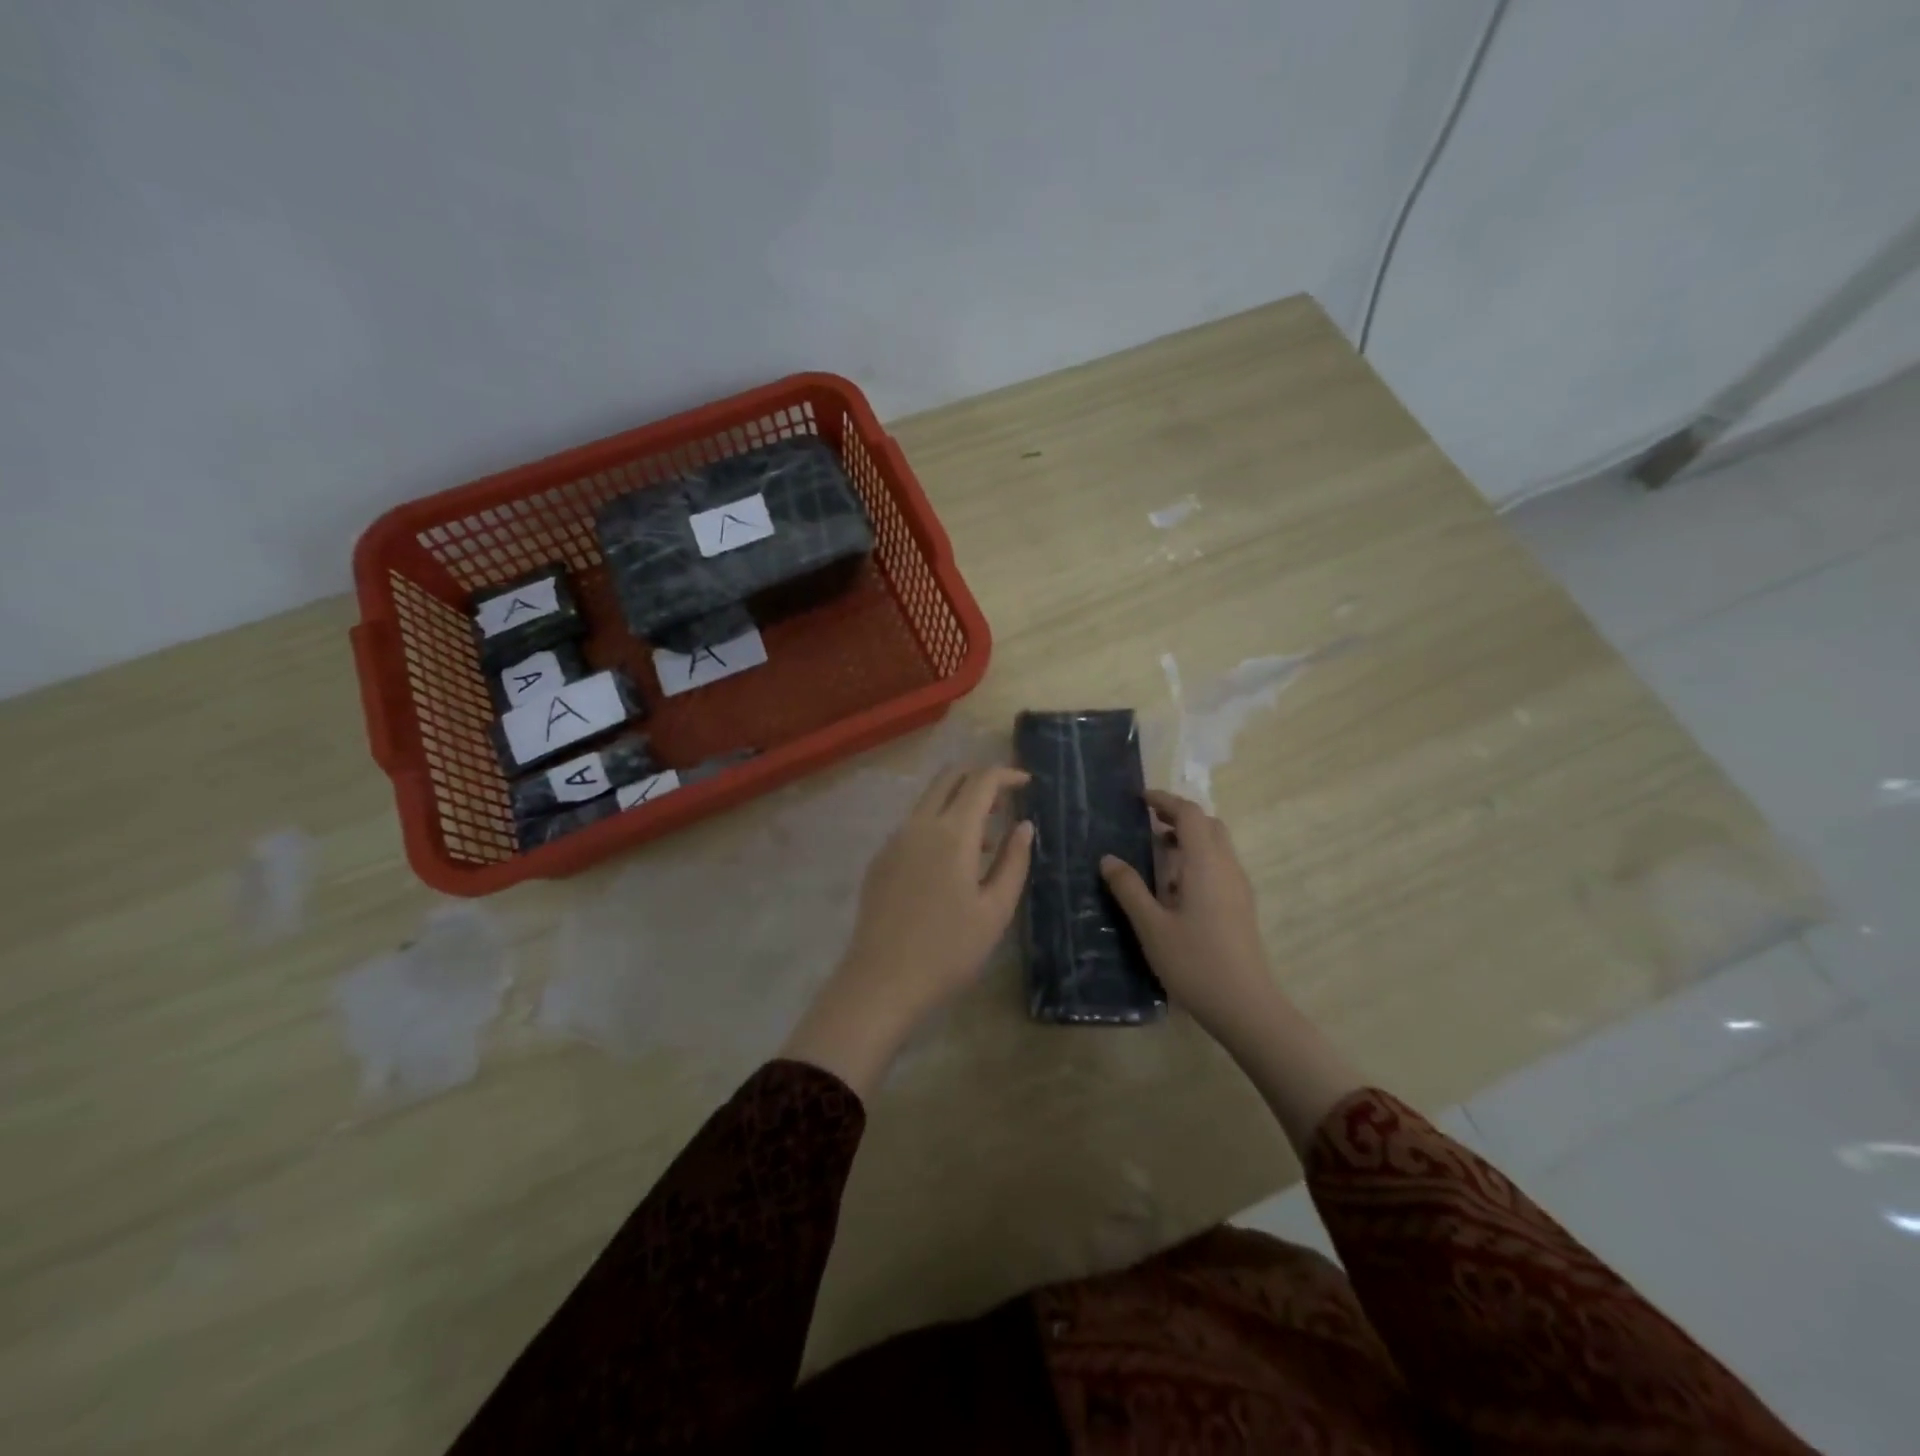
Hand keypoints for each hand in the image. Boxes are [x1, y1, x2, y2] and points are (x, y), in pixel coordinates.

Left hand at [782, 766, 1034, 1096]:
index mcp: (952, 833)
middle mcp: (919, 825)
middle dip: (979, 777)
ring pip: (928, 800)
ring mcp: (894, 840)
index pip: (981, 781)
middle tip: (1005, 799)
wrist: (881, 981)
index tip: (1027, 783)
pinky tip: (949, 864)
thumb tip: (1025, 826)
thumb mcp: (995, 910)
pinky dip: (938, 824)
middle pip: (949, 777)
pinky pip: (914, 825)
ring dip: (958, 803)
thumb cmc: (949, 950)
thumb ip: (1014, 862)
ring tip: (984, 841)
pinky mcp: (880, 859)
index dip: (1006, 774)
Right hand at [1100, 790, 1278, 1046]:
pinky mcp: (1241, 905)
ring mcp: (1238, 887)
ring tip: (1156, 849)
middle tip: (1147, 820)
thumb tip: (1108, 858)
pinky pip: (1220, 865)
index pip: (1190, 815)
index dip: (1166, 800)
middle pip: (1208, 824)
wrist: (1245, 1005)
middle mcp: (1227, 867)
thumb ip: (1129, 888)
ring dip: (1189, 837)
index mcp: (1205, 864)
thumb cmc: (1195, 962)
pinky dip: (1197, 857)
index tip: (1140, 799)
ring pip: (1217, 845)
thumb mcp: (1151, 926)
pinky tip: (1175, 885)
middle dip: (1179, 815)